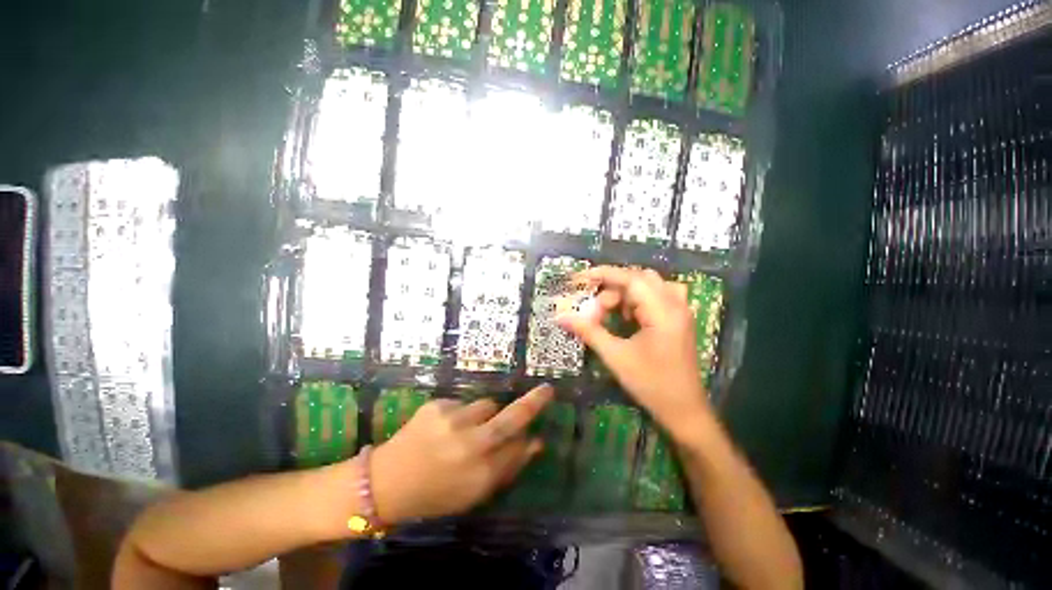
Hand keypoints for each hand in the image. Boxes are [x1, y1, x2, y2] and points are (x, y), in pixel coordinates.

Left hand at [369, 384, 553, 523]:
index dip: (528, 439)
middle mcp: (472, 442)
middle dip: (533, 402)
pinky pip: (461, 404)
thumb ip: (508, 468)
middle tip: (547, 391)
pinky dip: (461, 414)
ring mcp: (452, 421)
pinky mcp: (434, 407)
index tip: (534, 433)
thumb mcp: (476, 493)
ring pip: (486, 405)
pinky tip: (446, 430)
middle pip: (511, 417)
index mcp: (484, 470)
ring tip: (469, 430)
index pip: (520, 445)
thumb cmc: (436, 495)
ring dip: (486, 415)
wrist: (389, 481)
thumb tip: (535, 443)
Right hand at [557, 267, 711, 437]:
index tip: (579, 279)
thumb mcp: (617, 358)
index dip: (603, 275)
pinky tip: (630, 320)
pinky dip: (641, 301)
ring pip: (652, 286)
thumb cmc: (651, 384)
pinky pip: (661, 297)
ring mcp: (682, 311)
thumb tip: (561, 317)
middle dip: (614, 288)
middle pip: (641, 278)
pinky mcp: (681, 321)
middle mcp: (676, 303)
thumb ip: (590, 332)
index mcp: (663, 310)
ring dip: (629, 293)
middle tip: (595, 310)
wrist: (683, 408)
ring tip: (612, 314)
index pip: (631, 279)